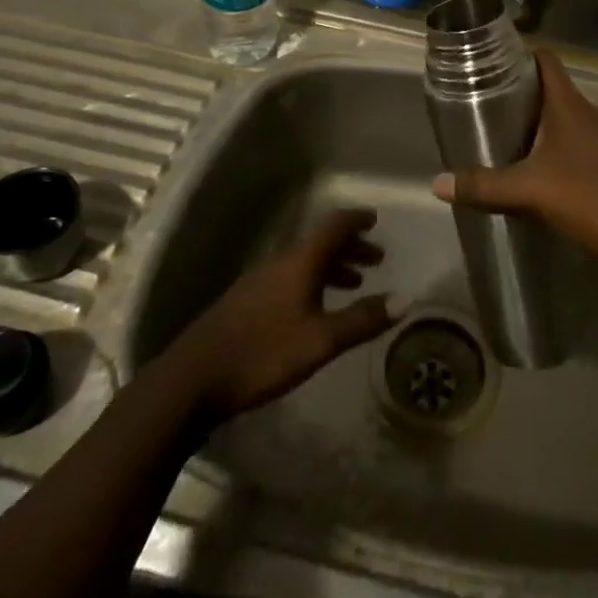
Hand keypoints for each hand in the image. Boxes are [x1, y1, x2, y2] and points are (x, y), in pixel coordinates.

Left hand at [168, 208, 403, 423]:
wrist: (194, 378)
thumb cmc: (263, 353)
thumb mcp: (320, 341)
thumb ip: (361, 320)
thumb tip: (404, 301)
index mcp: (300, 261)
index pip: (333, 226)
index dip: (356, 220)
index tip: (376, 219)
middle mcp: (281, 262)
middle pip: (320, 242)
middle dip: (350, 247)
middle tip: (376, 259)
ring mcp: (261, 280)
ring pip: (305, 262)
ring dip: (332, 266)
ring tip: (354, 283)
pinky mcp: (248, 301)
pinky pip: (291, 277)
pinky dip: (313, 281)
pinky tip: (316, 308)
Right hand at [434, 50, 597, 264]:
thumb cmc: (595, 196)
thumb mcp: (534, 191)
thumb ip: (487, 186)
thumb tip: (438, 183)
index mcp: (571, 106)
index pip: (547, 61)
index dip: (521, 55)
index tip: (493, 63)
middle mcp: (593, 114)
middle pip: (554, 93)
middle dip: (523, 98)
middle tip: (489, 109)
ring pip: (570, 123)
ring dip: (544, 128)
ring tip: (511, 142)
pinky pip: (585, 148)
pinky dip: (563, 152)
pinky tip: (547, 174)